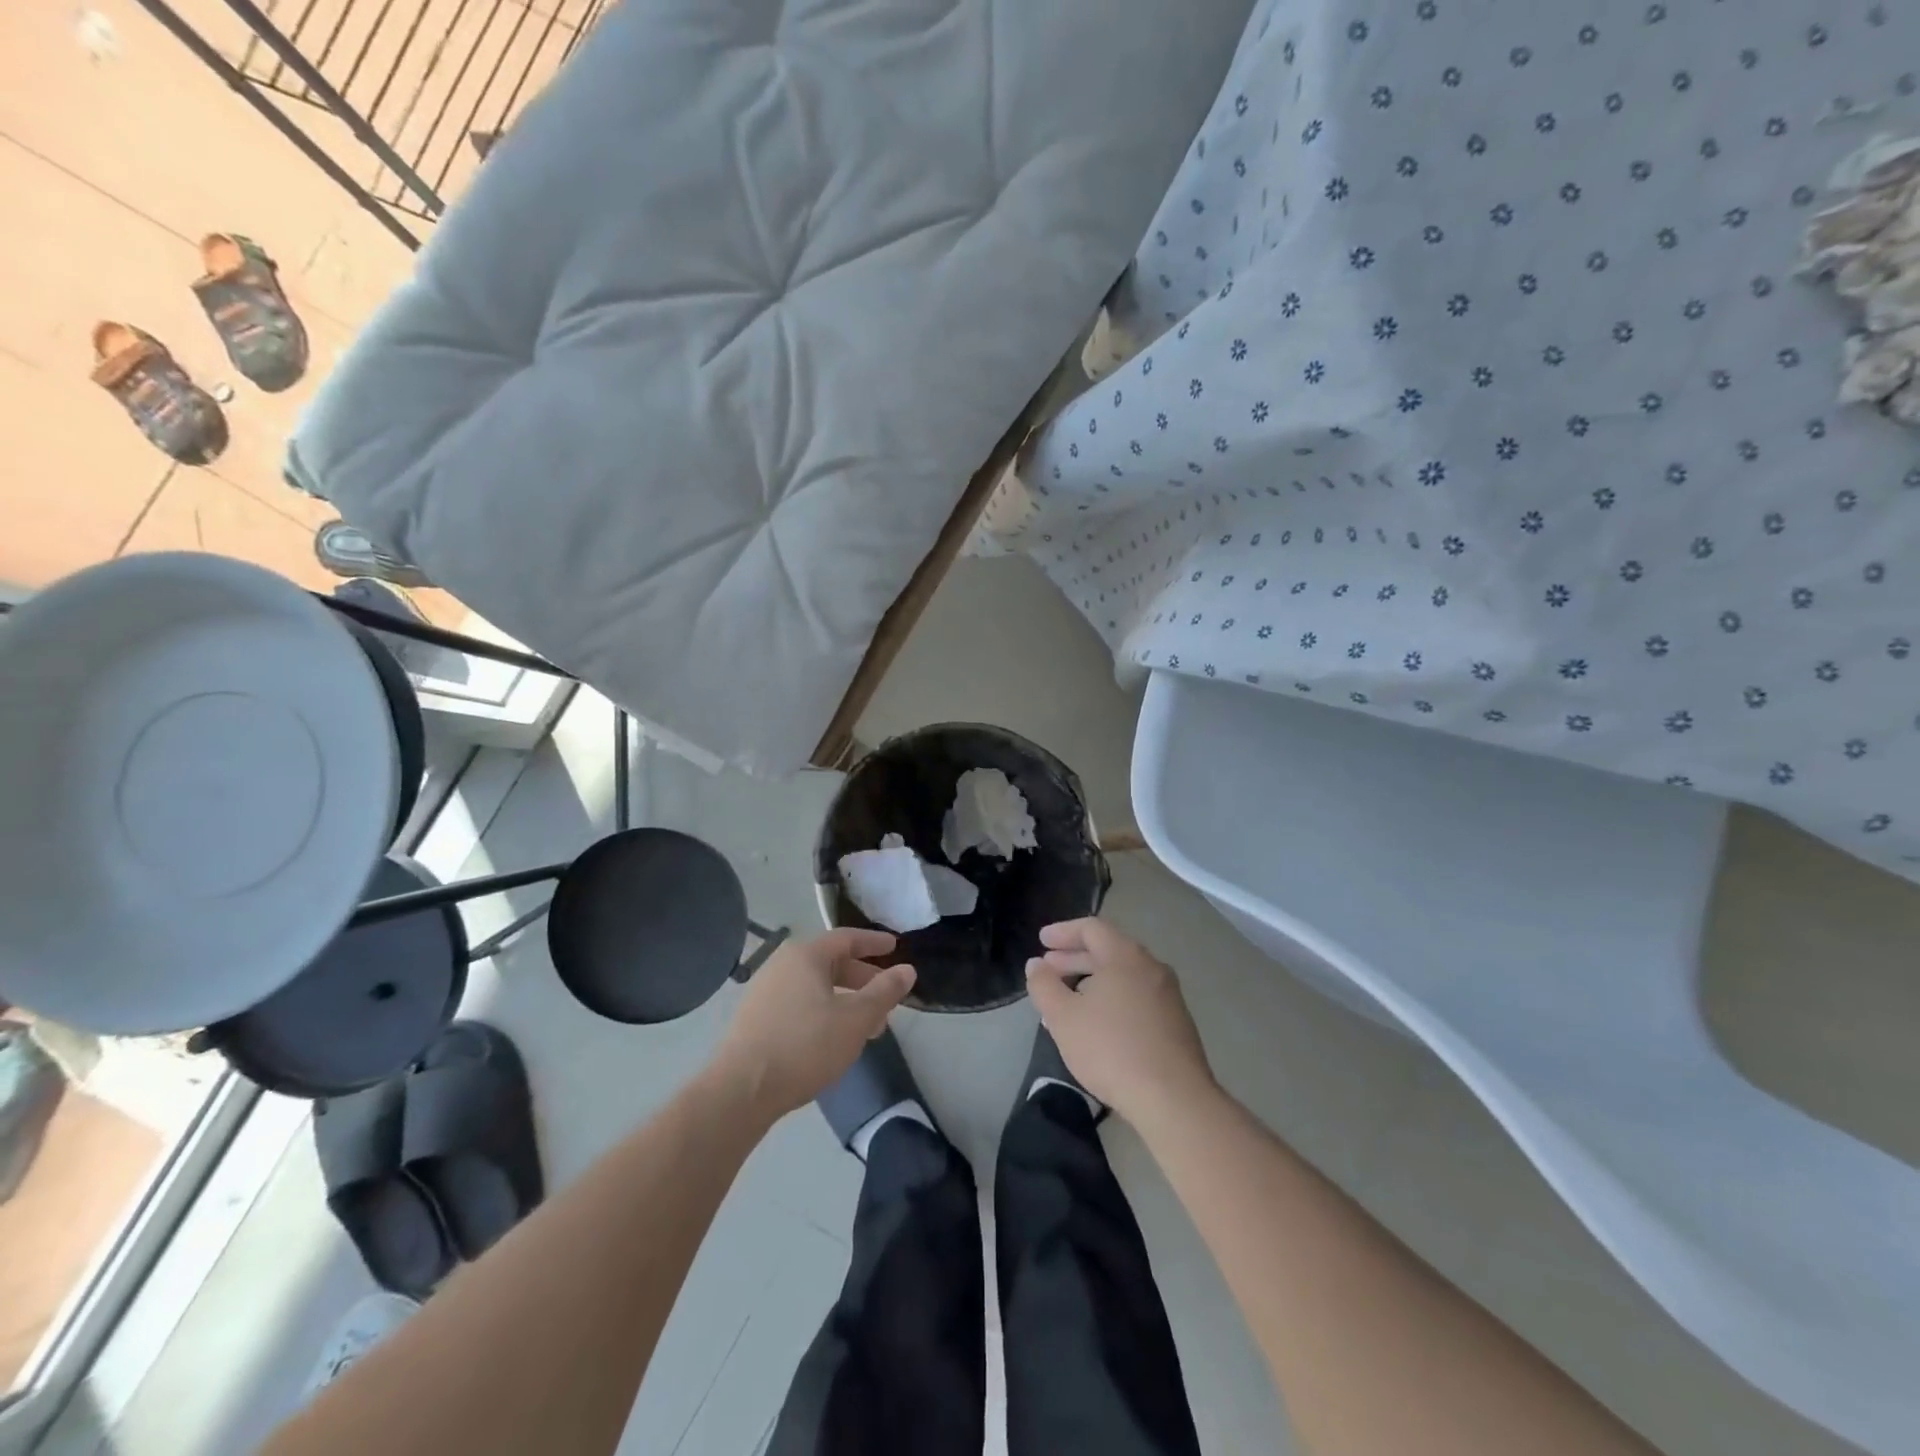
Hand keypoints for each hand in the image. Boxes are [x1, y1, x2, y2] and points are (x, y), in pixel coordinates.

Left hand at [712, 929, 915, 1119]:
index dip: (874, 943)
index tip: (895, 947)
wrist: (740, 1091)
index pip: (846, 938)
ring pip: (815, 987)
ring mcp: (764, 992)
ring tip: (867, 1026)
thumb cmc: (804, 1046)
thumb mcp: (855, 1019)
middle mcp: (782, 965)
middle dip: (862, 979)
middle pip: (830, 963)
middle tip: (886, 996)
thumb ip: (884, 992)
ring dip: (845, 1000)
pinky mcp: (755, 1020)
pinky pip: (799, 1004)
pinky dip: (823, 1012)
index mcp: (805, 956)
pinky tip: (833, 1039)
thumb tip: (908, 970)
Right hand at [1026, 918, 1214, 1125]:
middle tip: (1048, 969)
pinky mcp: (1176, 1022)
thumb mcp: (1063, 1017)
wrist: (1174, 1100)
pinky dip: (1112, 998)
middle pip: (1108, 950)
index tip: (1041, 941)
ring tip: (1067, 999)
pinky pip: (1137, 997)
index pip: (1092, 928)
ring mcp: (1168, 995)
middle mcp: (1151, 967)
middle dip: (1074, 957)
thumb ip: (1044, 986)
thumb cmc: (1111, 1049)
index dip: (1063, 932)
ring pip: (1123, 976)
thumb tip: (1036, 965)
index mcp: (1125, 956)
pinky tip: (1097, 1024)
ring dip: (1092, 981)